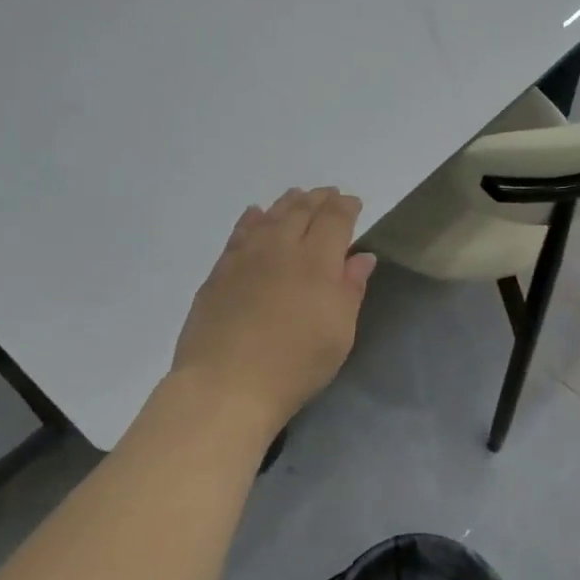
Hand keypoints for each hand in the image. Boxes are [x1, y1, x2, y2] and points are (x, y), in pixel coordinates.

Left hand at [172, 187, 375, 430]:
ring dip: (287, 203)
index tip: (353, 203)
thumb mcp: (339, 333)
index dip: (346, 207)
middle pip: (301, 211)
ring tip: (296, 197)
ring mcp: (246, 257)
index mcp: (317, 261)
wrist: (227, 384)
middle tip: (328, 194)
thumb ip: (351, 289)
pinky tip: (255, 215)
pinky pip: (239, 233)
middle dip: (318, 199)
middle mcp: (281, 248)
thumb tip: (360, 256)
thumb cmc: (296, 364)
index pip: (335, 219)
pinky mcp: (219, 271)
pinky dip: (252, 219)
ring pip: (270, 216)